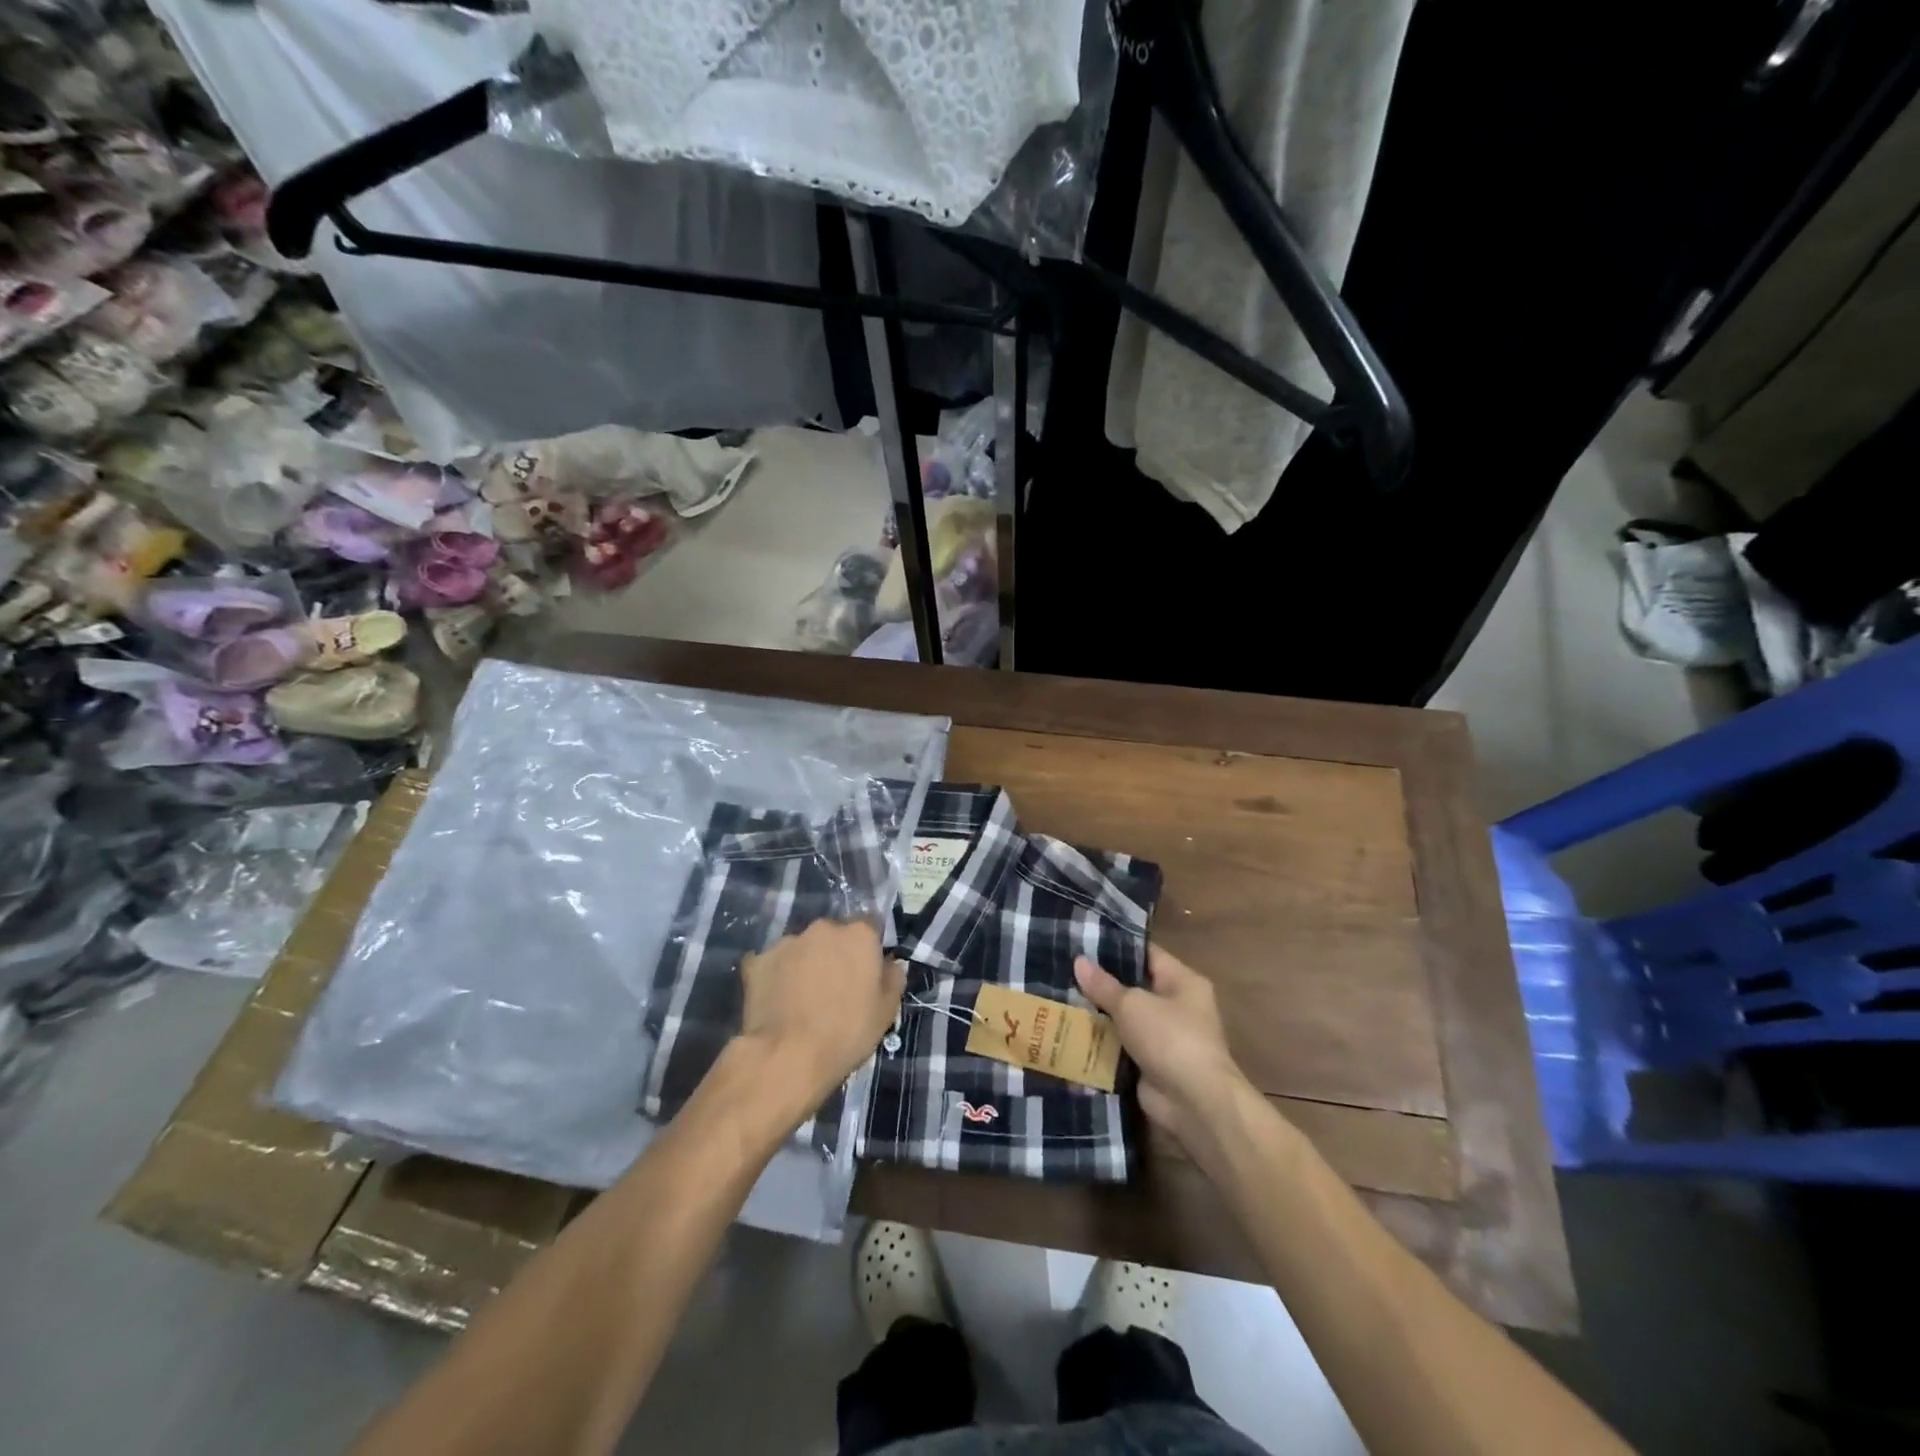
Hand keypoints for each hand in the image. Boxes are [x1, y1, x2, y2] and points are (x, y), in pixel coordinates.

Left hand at [737, 918, 904, 1115]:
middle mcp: (823, 928)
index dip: (868, 948)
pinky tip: (776, 1001)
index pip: (870, 926)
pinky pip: (772, 963)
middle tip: (834, 987)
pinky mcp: (757, 960)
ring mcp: (787, 942)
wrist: (787, 1055)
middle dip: (835, 953)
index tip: (866, 971)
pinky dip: (776, 976)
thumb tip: (889, 963)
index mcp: (859, 934)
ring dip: (805, 963)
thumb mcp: (886, 1011)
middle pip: (833, 934)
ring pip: (802, 947)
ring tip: (802, 997)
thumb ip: (893, 977)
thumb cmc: (846, 1033)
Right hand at [1075, 945, 1251, 1154]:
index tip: (1083, 942)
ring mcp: (1163, 1038)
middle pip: (1133, 988)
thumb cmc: (1170, 1038)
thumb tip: (1078, 961)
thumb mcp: (1132, 1004)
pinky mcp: (1150, 1066)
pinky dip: (1100, 1046)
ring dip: (1097, 1017)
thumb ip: (1104, 985)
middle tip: (1063, 971)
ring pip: (1123, 1020)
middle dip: (1100, 984)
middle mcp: (1176, 1006)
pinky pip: (1120, 1049)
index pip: (1147, 954)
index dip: (1117, 947)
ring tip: (1058, 1000)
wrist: (1195, 1103)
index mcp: (1182, 982)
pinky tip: (1068, 1036)